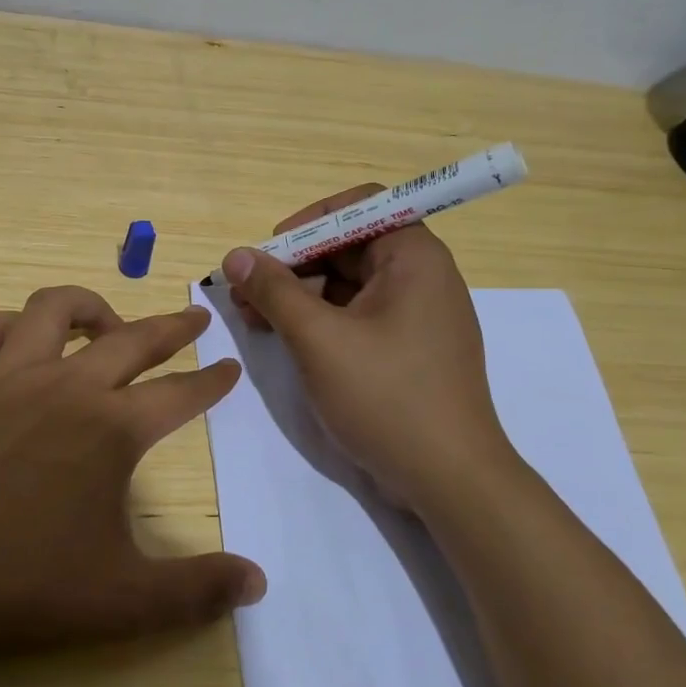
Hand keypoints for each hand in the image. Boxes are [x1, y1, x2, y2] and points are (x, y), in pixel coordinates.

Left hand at [0, 286, 266, 655]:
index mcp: (111, 429)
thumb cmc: (18, 584)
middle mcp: (66, 387)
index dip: (212, 381)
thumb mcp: (122, 599)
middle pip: (132, 339)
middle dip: (172, 327)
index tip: (231, 366)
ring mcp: (7, 377)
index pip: (180, 394)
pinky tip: (19, 339)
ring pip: (53, 310)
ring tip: (107, 323)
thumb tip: (258, 582)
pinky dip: (9, 324)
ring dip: (89, 306)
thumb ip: (196, 590)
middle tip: (195, 320)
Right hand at [222, 186, 516, 506]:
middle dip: (293, 264)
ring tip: (253, 318)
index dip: (310, 220)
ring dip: (299, 296)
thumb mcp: (319, 339)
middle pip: (348, 247)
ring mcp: (414, 316)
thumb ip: (274, 291)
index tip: (271, 250)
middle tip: (246, 292)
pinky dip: (319, 321)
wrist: (449, 480)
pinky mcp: (406, 350)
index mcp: (413, 257)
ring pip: (347, 285)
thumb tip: (236, 255)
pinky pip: (356, 317)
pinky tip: (282, 338)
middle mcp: (420, 277)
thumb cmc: (387, 397)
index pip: (360, 206)